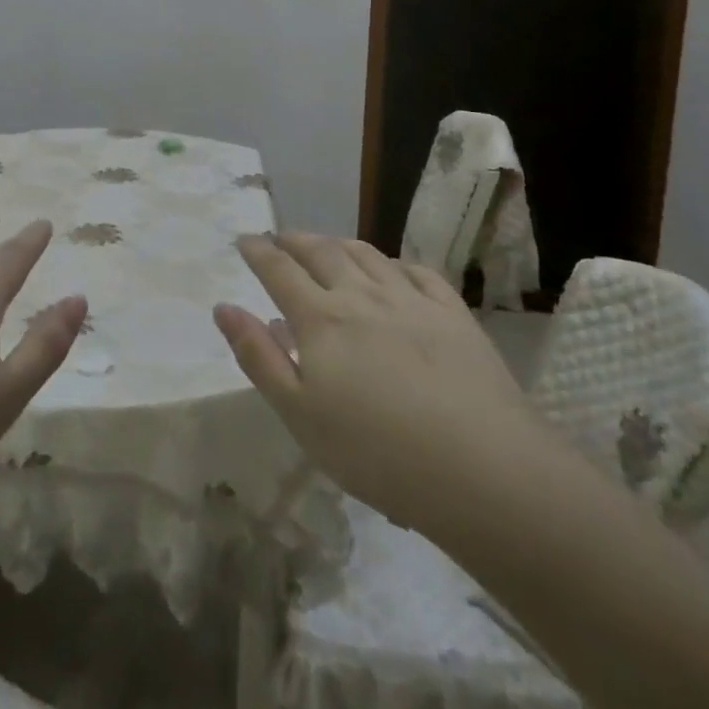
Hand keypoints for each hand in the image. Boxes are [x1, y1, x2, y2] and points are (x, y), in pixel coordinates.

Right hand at [214, 233, 541, 532]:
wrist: (485, 471)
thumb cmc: (377, 452)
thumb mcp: (300, 414)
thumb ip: (258, 356)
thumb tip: (223, 306)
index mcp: (320, 318)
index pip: (278, 270)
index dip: (258, 251)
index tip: (244, 240)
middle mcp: (361, 295)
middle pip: (321, 252)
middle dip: (294, 240)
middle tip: (280, 237)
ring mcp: (412, 301)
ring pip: (367, 255)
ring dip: (338, 243)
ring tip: (327, 244)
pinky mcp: (454, 316)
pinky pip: (417, 272)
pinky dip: (394, 263)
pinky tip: (392, 270)